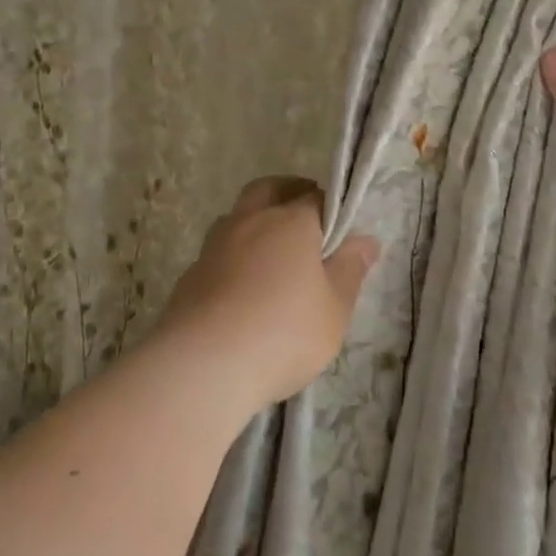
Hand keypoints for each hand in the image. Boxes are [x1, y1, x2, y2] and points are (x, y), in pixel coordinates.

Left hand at [154, 177, 379, 410]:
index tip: (339, 229)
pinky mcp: (190, 275)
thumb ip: (350, 270)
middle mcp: (249, 222)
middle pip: (267, 190)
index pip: (315, 197)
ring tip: (272, 258)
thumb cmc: (283, 333)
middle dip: (286, 193)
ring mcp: (214, 247)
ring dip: (255, 225)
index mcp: (290, 222)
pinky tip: (243, 291)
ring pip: (236, 218)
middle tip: (304, 217)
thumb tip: (366, 240)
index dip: (330, 208)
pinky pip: (218, 254)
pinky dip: (234, 260)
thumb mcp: (335, 308)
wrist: (203, 366)